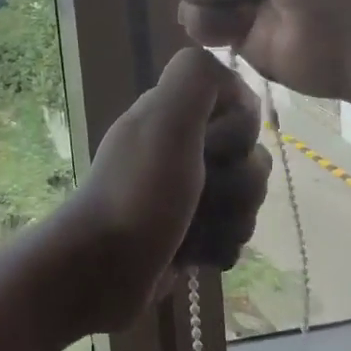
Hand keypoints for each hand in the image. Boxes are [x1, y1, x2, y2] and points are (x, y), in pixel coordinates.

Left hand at [54, 48, 271, 332]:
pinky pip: (232, 234)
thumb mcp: (165, 121)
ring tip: (191, 232)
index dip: (239, 130)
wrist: (101, 273)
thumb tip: (231, 79)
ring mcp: (184, 191)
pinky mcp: (189, 232)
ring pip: (246, 199)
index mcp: (172, 113)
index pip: (241, 107)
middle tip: (199, 197)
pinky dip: (218, 246)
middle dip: (237, 186)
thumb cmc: (138, 194)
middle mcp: (180, 146)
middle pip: (250, 158)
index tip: (212, 147)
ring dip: (228, 220)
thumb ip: (196, 78)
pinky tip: (193, 255)